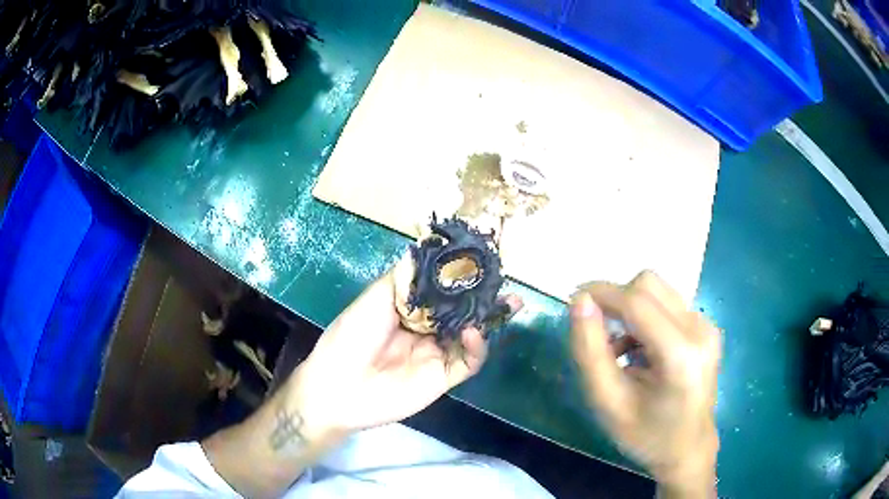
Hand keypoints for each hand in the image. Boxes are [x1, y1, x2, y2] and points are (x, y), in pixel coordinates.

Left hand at [204, 261, 519, 498]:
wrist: (338, 386)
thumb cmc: (351, 336)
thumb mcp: (374, 299)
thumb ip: (404, 279)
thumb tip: (429, 250)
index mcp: (409, 309)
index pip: (443, 290)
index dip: (462, 277)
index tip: (482, 262)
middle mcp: (427, 329)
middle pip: (462, 312)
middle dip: (485, 298)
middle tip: (506, 285)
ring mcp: (436, 354)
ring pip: (470, 335)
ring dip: (490, 321)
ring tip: (509, 303)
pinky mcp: (442, 378)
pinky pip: (467, 362)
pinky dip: (476, 348)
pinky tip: (475, 333)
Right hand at [570, 271, 719, 497]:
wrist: (687, 449)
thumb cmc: (645, 434)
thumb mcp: (607, 402)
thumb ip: (590, 351)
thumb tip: (580, 302)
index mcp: (680, 354)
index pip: (636, 301)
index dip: (602, 293)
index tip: (573, 299)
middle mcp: (700, 329)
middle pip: (649, 285)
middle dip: (616, 300)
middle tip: (597, 334)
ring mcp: (706, 326)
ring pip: (658, 291)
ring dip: (630, 309)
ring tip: (619, 350)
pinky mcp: (706, 327)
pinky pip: (667, 304)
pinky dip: (645, 318)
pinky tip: (639, 351)